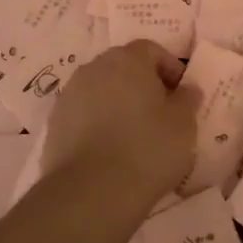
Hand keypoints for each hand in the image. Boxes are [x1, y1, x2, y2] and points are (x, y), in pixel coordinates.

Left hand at [45, 40, 198, 204]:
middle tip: (160, 113)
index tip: (181, 94)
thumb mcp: (183, 124)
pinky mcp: (54, 125)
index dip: (169, 68)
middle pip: (123, 67)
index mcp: (127, 60)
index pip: (151, 50)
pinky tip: (111, 151)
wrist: (91, 192)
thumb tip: (186, 88)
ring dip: (118, 104)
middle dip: (142, 84)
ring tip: (134, 135)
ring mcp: (69, 96)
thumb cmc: (148, 149)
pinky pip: (84, 115)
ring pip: (101, 90)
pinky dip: (98, 124)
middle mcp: (94, 68)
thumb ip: (187, 99)